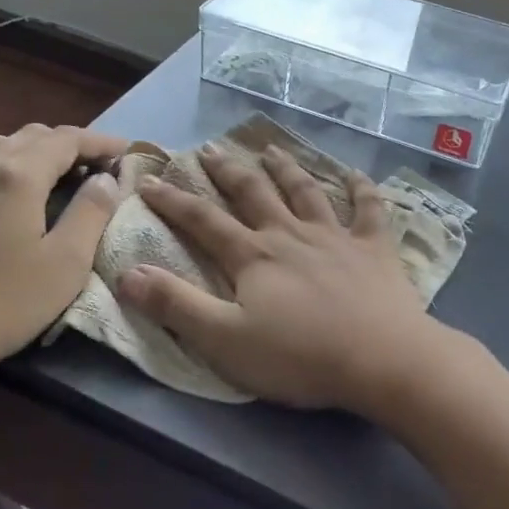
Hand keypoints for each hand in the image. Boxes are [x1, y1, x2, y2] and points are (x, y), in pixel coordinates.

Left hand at [0, 124, 127, 414]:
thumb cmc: (2, 303)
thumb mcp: (65, 263)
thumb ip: (91, 213)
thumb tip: (105, 179)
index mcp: (19, 176)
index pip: (67, 139)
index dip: (100, 142)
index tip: (125, 152)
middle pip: (31, 136)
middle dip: (68, 143)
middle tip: (95, 167)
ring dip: (32, 151)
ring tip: (53, 174)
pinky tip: (0, 190)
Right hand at [116, 144, 448, 416]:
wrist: (381, 359)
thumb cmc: (299, 355)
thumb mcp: (224, 339)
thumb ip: (176, 305)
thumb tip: (127, 272)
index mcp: (253, 256)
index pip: (203, 220)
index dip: (173, 200)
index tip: (150, 181)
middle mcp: (290, 234)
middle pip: (253, 193)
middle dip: (227, 170)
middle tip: (209, 149)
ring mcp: (336, 236)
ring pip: (305, 191)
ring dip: (286, 168)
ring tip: (270, 149)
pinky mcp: (374, 248)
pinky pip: (368, 210)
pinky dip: (362, 189)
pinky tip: (356, 174)